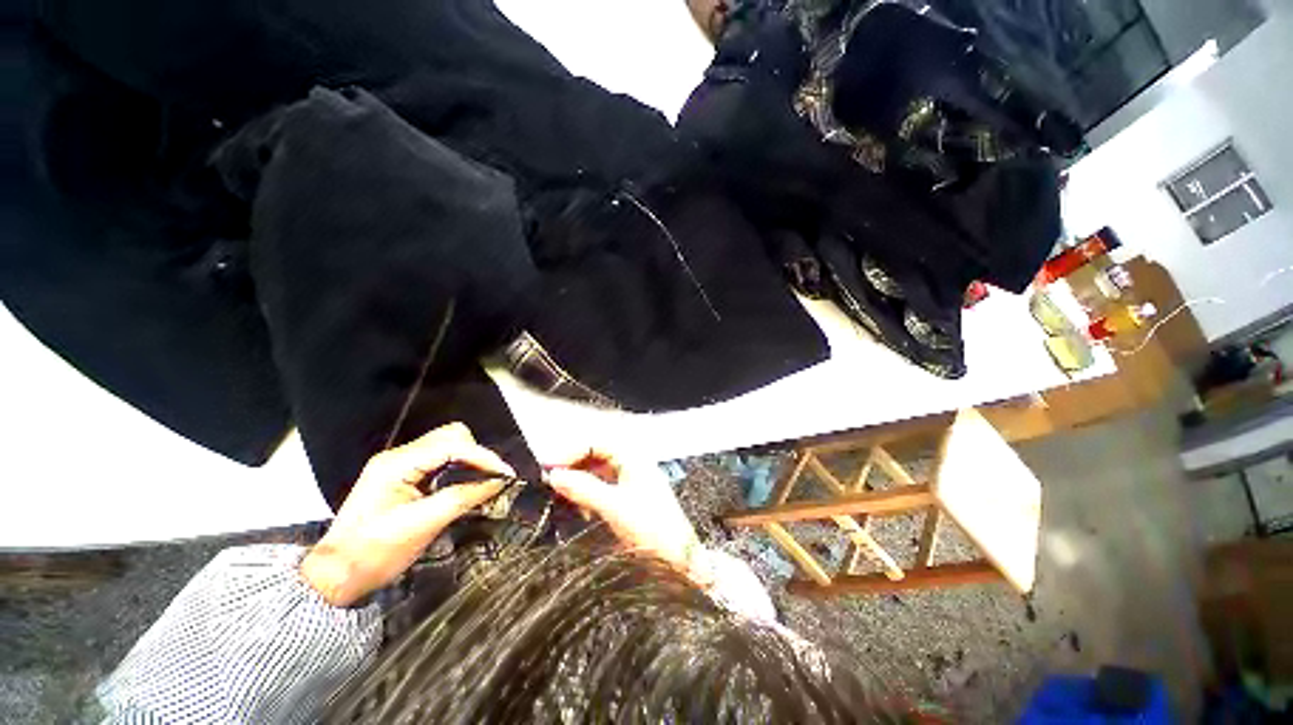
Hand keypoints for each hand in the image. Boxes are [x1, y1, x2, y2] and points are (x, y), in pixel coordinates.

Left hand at [300, 423, 514, 606]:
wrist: (336, 576)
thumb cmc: (376, 553)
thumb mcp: (424, 525)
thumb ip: (463, 497)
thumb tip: (498, 482)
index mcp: (397, 464)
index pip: (451, 445)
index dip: (483, 457)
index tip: (505, 474)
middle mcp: (398, 456)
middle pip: (450, 436)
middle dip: (477, 453)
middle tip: (493, 477)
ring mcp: (398, 464)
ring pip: (446, 445)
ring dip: (469, 459)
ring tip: (485, 479)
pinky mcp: (402, 476)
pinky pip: (439, 460)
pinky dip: (458, 466)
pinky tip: (467, 482)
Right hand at [544, 449, 710, 586]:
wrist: (679, 561)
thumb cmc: (649, 527)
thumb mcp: (613, 506)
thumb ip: (582, 488)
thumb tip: (552, 475)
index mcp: (633, 457)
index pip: (596, 443)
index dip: (571, 453)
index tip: (548, 469)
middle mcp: (632, 463)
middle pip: (595, 456)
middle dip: (573, 468)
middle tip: (550, 484)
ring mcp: (631, 481)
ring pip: (597, 473)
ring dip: (579, 483)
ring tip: (561, 499)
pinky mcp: (629, 499)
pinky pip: (602, 489)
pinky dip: (588, 496)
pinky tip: (580, 511)